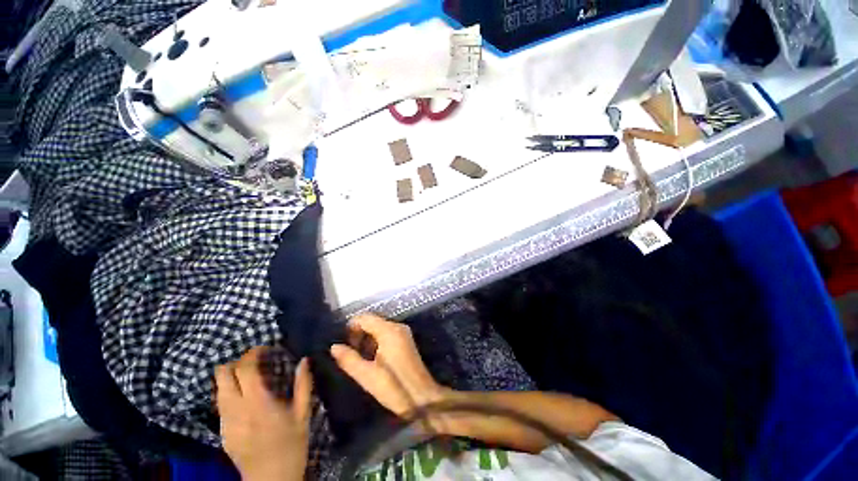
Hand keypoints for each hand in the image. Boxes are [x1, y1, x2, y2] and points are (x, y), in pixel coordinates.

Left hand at [215, 347, 312, 480]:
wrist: (270, 480)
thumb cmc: (290, 445)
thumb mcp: (302, 414)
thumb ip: (303, 385)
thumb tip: (304, 360)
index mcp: (257, 402)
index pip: (243, 368)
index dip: (252, 353)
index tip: (265, 349)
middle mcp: (235, 408)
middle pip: (222, 374)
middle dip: (236, 362)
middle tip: (255, 362)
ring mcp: (225, 421)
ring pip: (218, 388)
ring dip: (231, 376)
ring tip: (250, 377)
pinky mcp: (221, 431)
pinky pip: (220, 402)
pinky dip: (230, 392)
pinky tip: (246, 398)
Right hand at [330, 314, 448, 417]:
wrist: (422, 397)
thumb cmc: (394, 387)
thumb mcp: (367, 376)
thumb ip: (349, 359)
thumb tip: (334, 346)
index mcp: (389, 330)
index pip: (364, 317)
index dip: (351, 327)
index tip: (344, 345)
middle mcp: (397, 326)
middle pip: (372, 321)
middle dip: (358, 334)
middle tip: (351, 354)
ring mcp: (404, 333)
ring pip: (379, 328)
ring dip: (367, 339)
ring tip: (360, 359)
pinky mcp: (406, 341)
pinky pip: (387, 334)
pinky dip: (376, 342)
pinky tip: (373, 359)